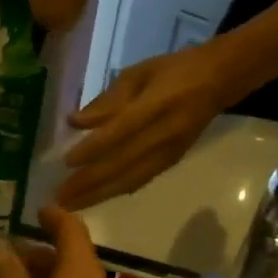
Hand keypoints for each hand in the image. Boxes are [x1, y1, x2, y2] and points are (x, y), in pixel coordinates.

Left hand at [57, 43, 231, 209]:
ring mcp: (168, 152)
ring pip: (128, 179)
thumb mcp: (139, 73)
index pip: (119, 131)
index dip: (93, 149)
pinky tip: (95, 201)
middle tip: (59, 198)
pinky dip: (115, 192)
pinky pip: (139, 181)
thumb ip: (107, 100)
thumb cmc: (173, 70)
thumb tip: (75, 121)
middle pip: (121, 163)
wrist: (219, 80)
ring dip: (97, 196)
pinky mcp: (170, 163)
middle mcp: (162, 133)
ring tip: (70, 207)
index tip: (66, 162)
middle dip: (88, 183)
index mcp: (155, 104)